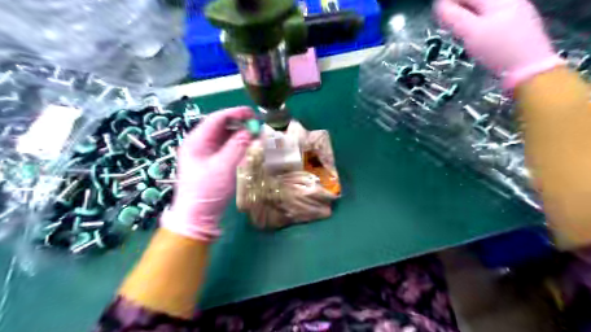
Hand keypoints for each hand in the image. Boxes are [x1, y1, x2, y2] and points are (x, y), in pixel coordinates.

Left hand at [160, 107, 255, 240]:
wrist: (197, 216)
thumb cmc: (207, 190)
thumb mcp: (223, 166)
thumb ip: (237, 146)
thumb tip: (251, 130)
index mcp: (196, 141)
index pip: (216, 119)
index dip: (235, 113)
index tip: (252, 113)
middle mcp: (199, 144)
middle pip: (220, 126)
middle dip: (238, 123)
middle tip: (256, 124)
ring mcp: (205, 154)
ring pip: (224, 137)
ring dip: (239, 134)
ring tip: (255, 134)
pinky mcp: (211, 163)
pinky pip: (225, 148)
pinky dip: (237, 144)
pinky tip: (247, 145)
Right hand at [433, 0, 562, 88]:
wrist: (529, 68)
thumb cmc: (498, 49)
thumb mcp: (471, 33)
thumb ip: (454, 17)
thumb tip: (440, 5)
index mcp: (497, 0)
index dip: (451, 3)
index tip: (438, 12)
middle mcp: (510, 1)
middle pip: (479, 1)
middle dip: (461, 8)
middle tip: (447, 21)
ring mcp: (518, 13)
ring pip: (488, 10)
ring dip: (471, 16)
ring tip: (459, 29)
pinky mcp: (521, 27)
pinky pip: (496, 19)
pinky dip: (482, 23)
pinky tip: (479, 36)